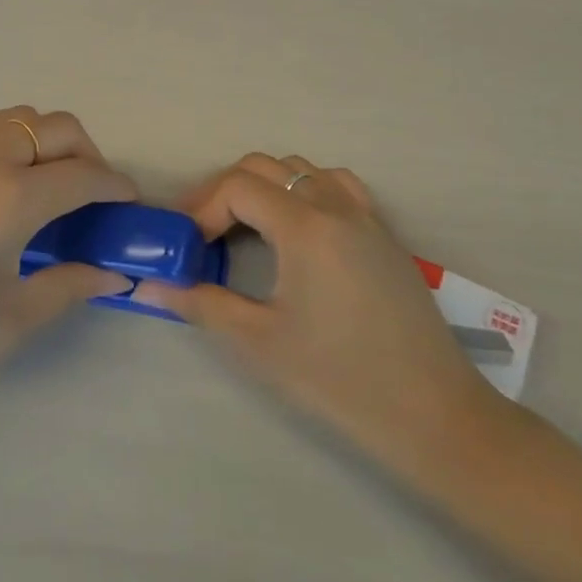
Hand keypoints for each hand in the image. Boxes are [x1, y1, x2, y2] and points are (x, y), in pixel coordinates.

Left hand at [0, 107, 134, 415]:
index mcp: (8, 198)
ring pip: (14, 119)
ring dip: (42, 146)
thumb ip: (67, 289)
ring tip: (33, 194)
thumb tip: (113, 273)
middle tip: (85, 197)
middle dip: (86, 155)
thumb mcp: (0, 326)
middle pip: (57, 126)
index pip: (86, 174)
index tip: (125, 204)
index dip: (116, 187)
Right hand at [134, 154, 493, 471]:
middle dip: (225, 192)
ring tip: (246, 229)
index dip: (202, 208)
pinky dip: (305, 190)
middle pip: (265, 168)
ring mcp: (365, 215)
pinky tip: (299, 230)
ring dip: (265, 187)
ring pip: (301, 170)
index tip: (187, 246)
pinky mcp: (384, 232)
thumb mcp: (260, 342)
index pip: (237, 186)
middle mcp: (335, 205)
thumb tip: (148, 287)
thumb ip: (201, 304)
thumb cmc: (340, 379)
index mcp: (305, 226)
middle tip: (204, 235)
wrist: (432, 414)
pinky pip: (336, 184)